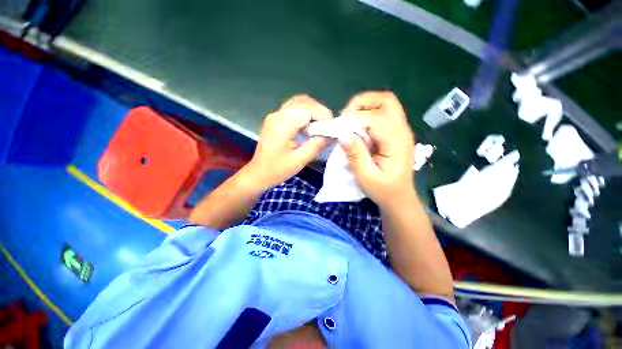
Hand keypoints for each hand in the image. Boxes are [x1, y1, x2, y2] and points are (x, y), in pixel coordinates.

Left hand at [247, 95, 332, 188]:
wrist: (258, 173)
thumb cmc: (277, 170)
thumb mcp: (299, 160)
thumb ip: (316, 145)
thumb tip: (332, 135)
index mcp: (282, 125)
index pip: (307, 109)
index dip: (322, 114)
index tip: (332, 126)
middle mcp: (277, 115)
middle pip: (303, 101)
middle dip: (319, 111)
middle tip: (328, 126)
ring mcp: (275, 115)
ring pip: (298, 102)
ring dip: (312, 110)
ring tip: (320, 125)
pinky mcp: (275, 119)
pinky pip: (293, 109)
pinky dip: (305, 113)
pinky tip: (309, 125)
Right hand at [338, 91, 415, 207]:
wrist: (399, 197)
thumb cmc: (383, 190)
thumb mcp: (366, 177)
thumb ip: (355, 155)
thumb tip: (342, 134)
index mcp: (397, 142)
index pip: (375, 119)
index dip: (354, 119)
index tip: (338, 128)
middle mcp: (402, 131)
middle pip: (386, 101)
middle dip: (362, 103)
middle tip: (345, 117)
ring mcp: (401, 130)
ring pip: (385, 103)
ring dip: (365, 106)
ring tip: (350, 120)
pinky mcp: (396, 132)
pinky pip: (383, 113)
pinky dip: (368, 113)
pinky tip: (358, 127)